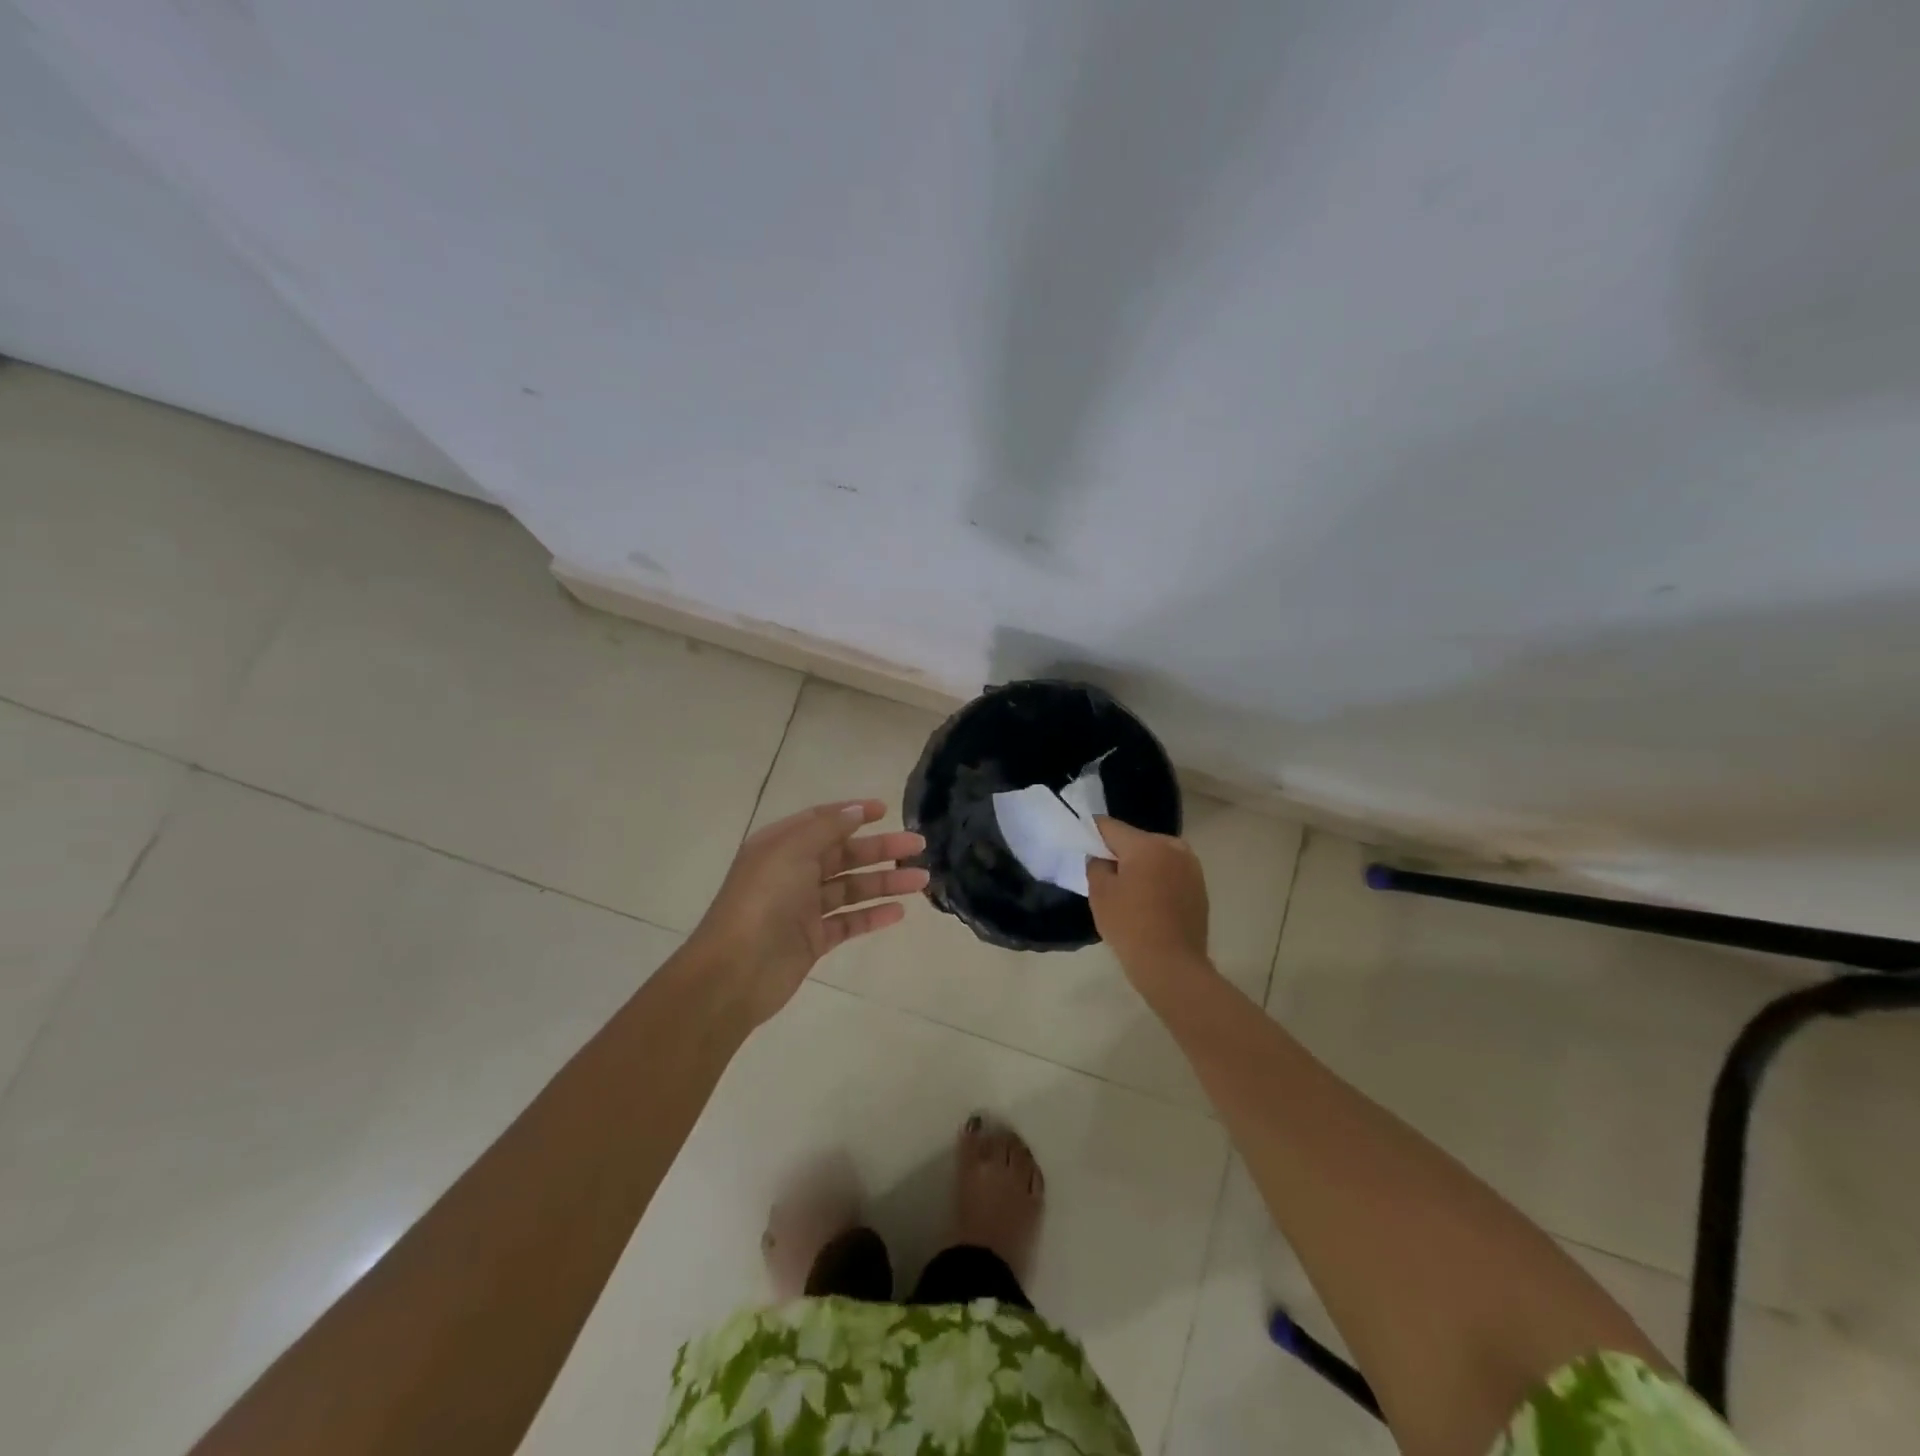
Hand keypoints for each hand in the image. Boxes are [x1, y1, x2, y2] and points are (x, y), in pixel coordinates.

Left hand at [689, 800, 926, 1025]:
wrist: (735, 971)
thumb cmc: (763, 900)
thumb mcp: (791, 851)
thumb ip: (826, 828)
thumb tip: (856, 810)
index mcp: (781, 846)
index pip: (822, 821)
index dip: (853, 813)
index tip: (886, 811)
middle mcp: (792, 872)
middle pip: (844, 854)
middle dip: (881, 849)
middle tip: (918, 847)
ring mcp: (803, 908)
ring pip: (851, 888)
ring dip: (886, 881)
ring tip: (921, 880)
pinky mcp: (813, 940)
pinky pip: (849, 921)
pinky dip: (873, 915)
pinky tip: (899, 912)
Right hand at [1087, 817, 1213, 993]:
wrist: (1172, 966)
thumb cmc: (1130, 926)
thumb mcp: (1100, 893)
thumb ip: (1096, 864)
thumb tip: (1102, 858)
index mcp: (1147, 844)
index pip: (1110, 826)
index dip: (1092, 833)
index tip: (1082, 846)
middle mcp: (1173, 846)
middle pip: (1135, 839)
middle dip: (1119, 852)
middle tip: (1105, 876)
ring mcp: (1191, 866)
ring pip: (1155, 855)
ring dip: (1141, 865)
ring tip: (1129, 892)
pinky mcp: (1200, 886)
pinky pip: (1170, 871)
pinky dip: (1158, 879)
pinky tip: (1149, 902)